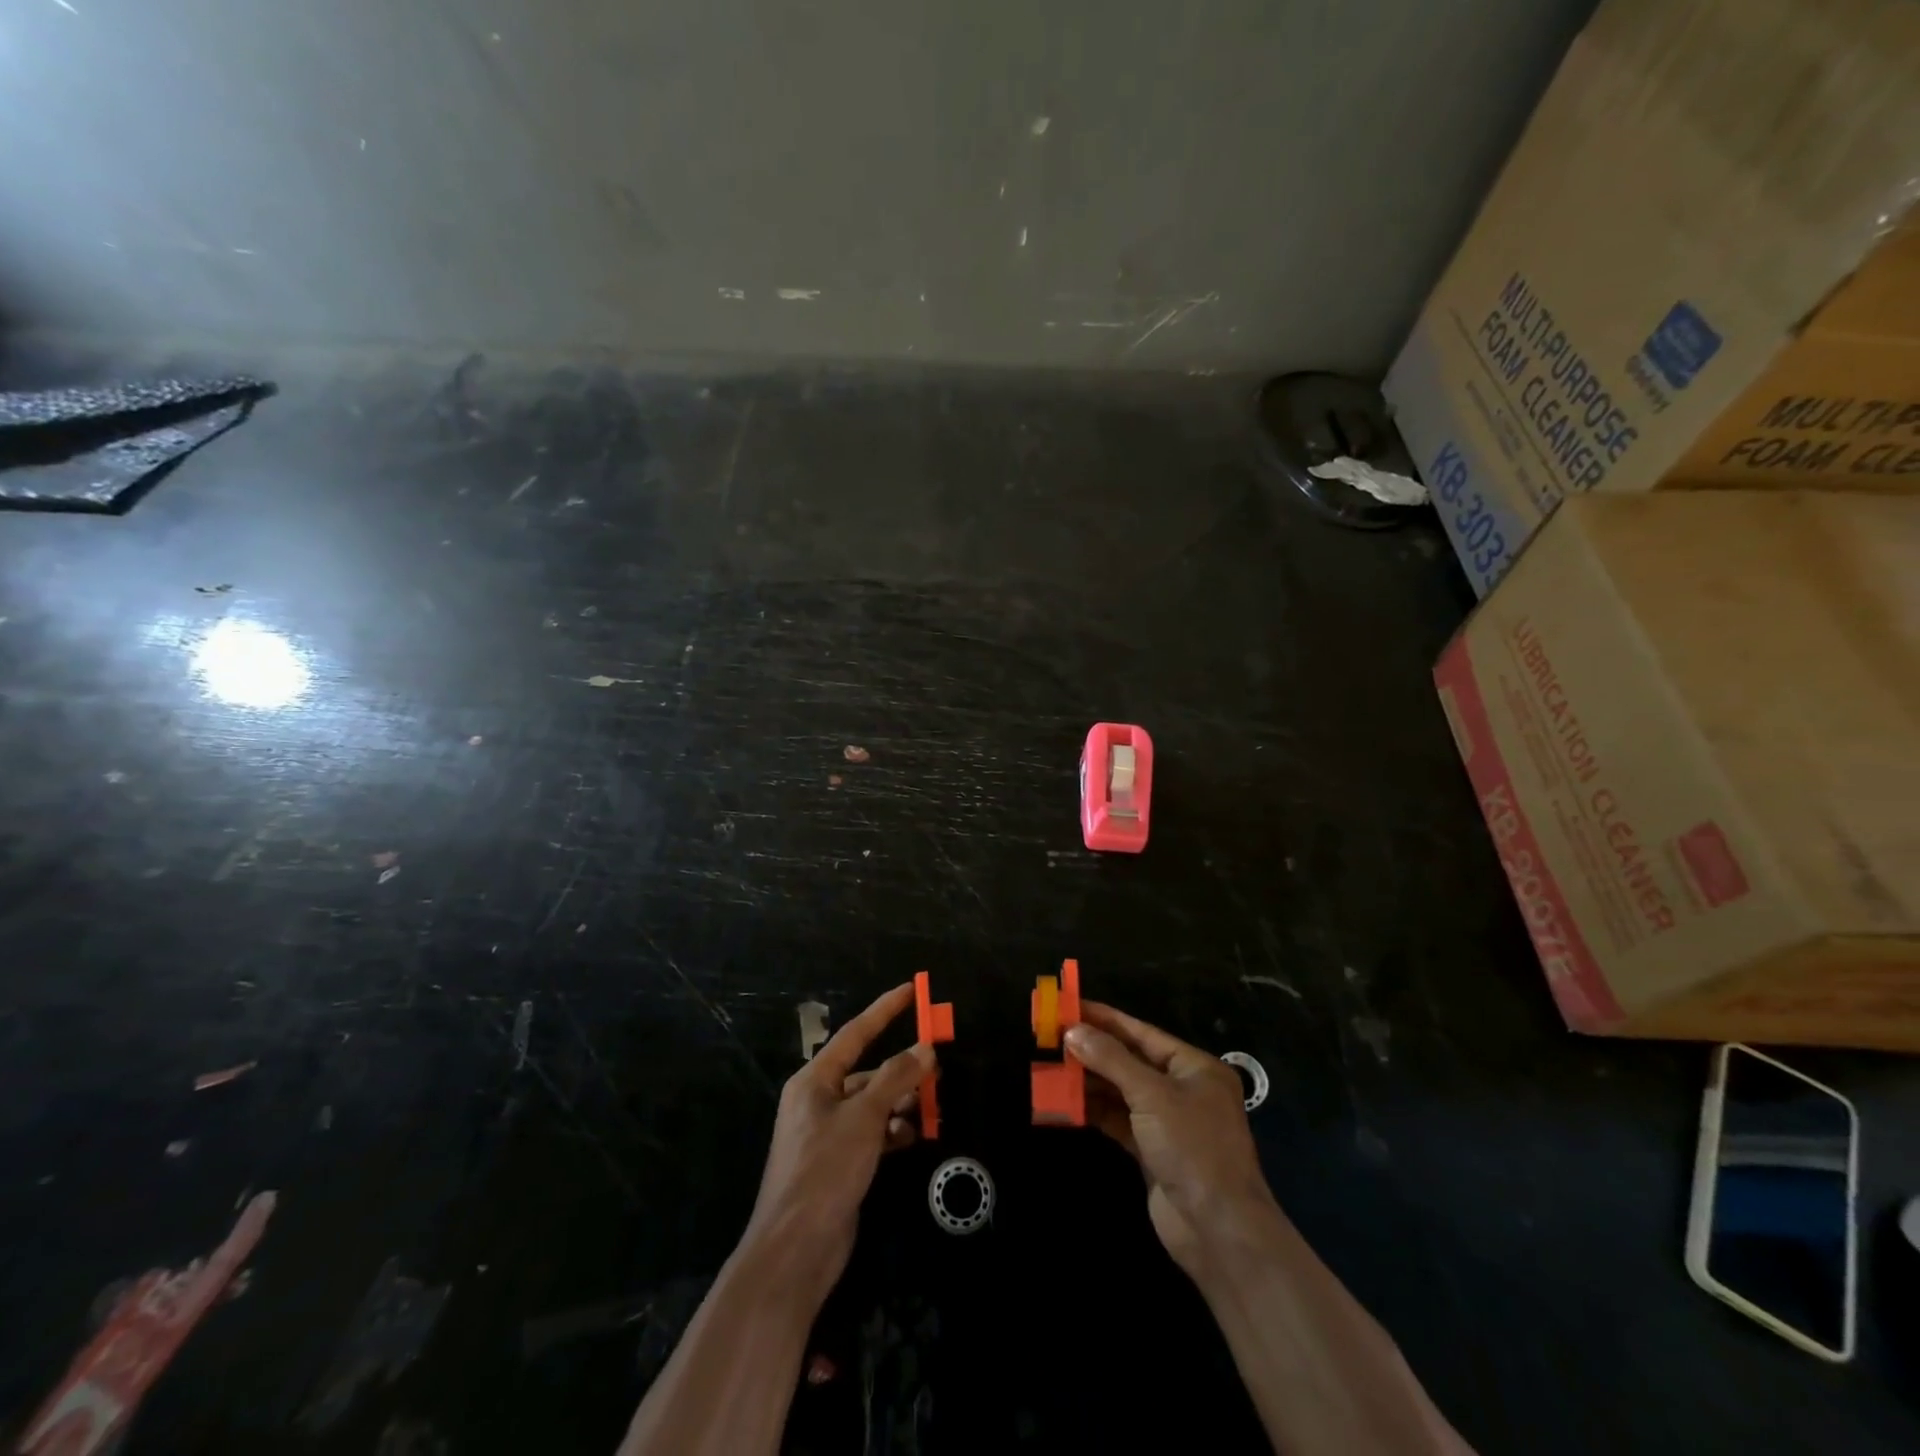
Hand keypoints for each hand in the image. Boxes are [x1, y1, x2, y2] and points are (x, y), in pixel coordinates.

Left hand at [740, 983, 933, 1306]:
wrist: (795, 1250)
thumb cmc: (825, 1170)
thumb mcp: (864, 1118)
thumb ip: (895, 1079)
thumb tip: (924, 1048)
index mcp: (814, 1081)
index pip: (855, 1033)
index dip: (884, 1010)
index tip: (911, 990)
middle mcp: (819, 1101)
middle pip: (867, 1071)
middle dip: (901, 1068)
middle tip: (937, 1066)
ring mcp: (828, 1134)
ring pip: (872, 1103)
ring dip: (900, 1102)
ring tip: (930, 1106)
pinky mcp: (839, 1162)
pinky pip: (872, 1132)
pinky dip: (892, 1130)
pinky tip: (912, 1136)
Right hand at [1066, 1001, 1278, 1279]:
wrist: (1218, 1231)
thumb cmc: (1193, 1148)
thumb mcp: (1151, 1095)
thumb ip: (1111, 1060)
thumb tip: (1073, 1031)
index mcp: (1194, 1067)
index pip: (1141, 1033)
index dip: (1104, 1019)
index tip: (1069, 1006)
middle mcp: (1182, 1089)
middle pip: (1130, 1060)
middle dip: (1092, 1051)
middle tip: (1052, 1038)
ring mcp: (1168, 1122)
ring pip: (1121, 1091)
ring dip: (1089, 1081)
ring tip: (1052, 1068)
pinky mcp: (1153, 1151)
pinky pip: (1118, 1120)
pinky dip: (1094, 1111)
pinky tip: (1066, 1102)